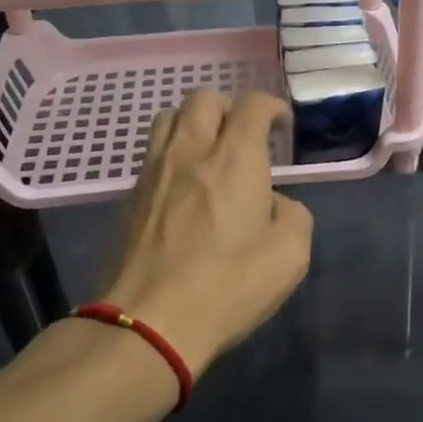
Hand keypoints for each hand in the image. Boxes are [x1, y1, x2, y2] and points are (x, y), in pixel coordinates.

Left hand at [100, 88, 313, 376]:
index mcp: (234, 160)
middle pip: (204, 98)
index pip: (251, 105)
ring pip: (169, 117)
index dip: (271, 106)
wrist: (146, 323)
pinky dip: (172, 152)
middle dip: (230, 106)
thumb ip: (292, 216)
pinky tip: (184, 185)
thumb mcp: (289, 257)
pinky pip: (152, 153)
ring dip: (194, 122)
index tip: (281, 123)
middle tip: (245, 134)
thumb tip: (273, 203)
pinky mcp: (130, 196)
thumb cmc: (226, 288)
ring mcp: (153, 172)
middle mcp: (190, 152)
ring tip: (209, 151)